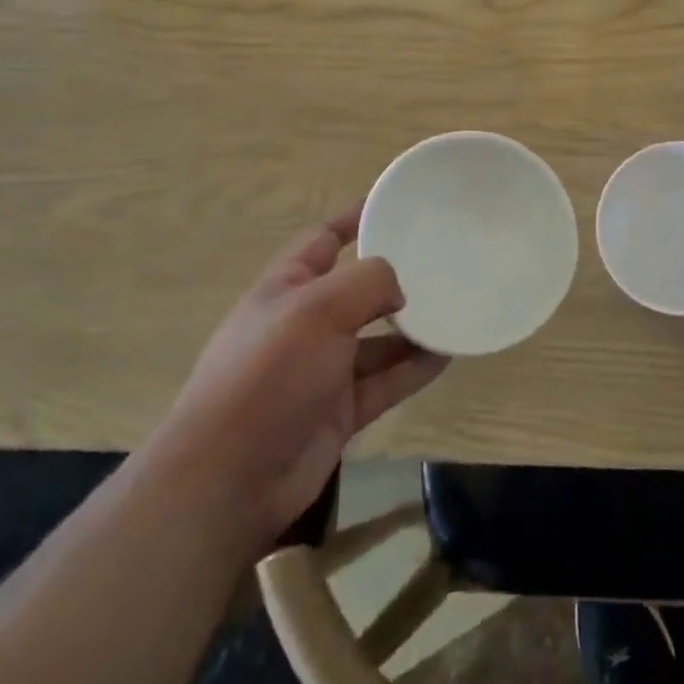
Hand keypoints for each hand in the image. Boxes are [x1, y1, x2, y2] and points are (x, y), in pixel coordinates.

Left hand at [161, 205, 448, 551]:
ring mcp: (323, 369)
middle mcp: (305, 323)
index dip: (355, 217)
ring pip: (377, 338)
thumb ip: (366, 282)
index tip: (396, 203)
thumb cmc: (267, 375)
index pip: (324, 239)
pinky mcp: (340, 410)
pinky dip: (414, 368)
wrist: (228, 481)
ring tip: (456, 308)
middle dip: (394, 276)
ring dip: (412, 325)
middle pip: (357, 289)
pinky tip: (447, 355)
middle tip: (443, 260)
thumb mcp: (316, 310)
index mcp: (287, 287)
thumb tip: (398, 290)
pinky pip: (386, 381)